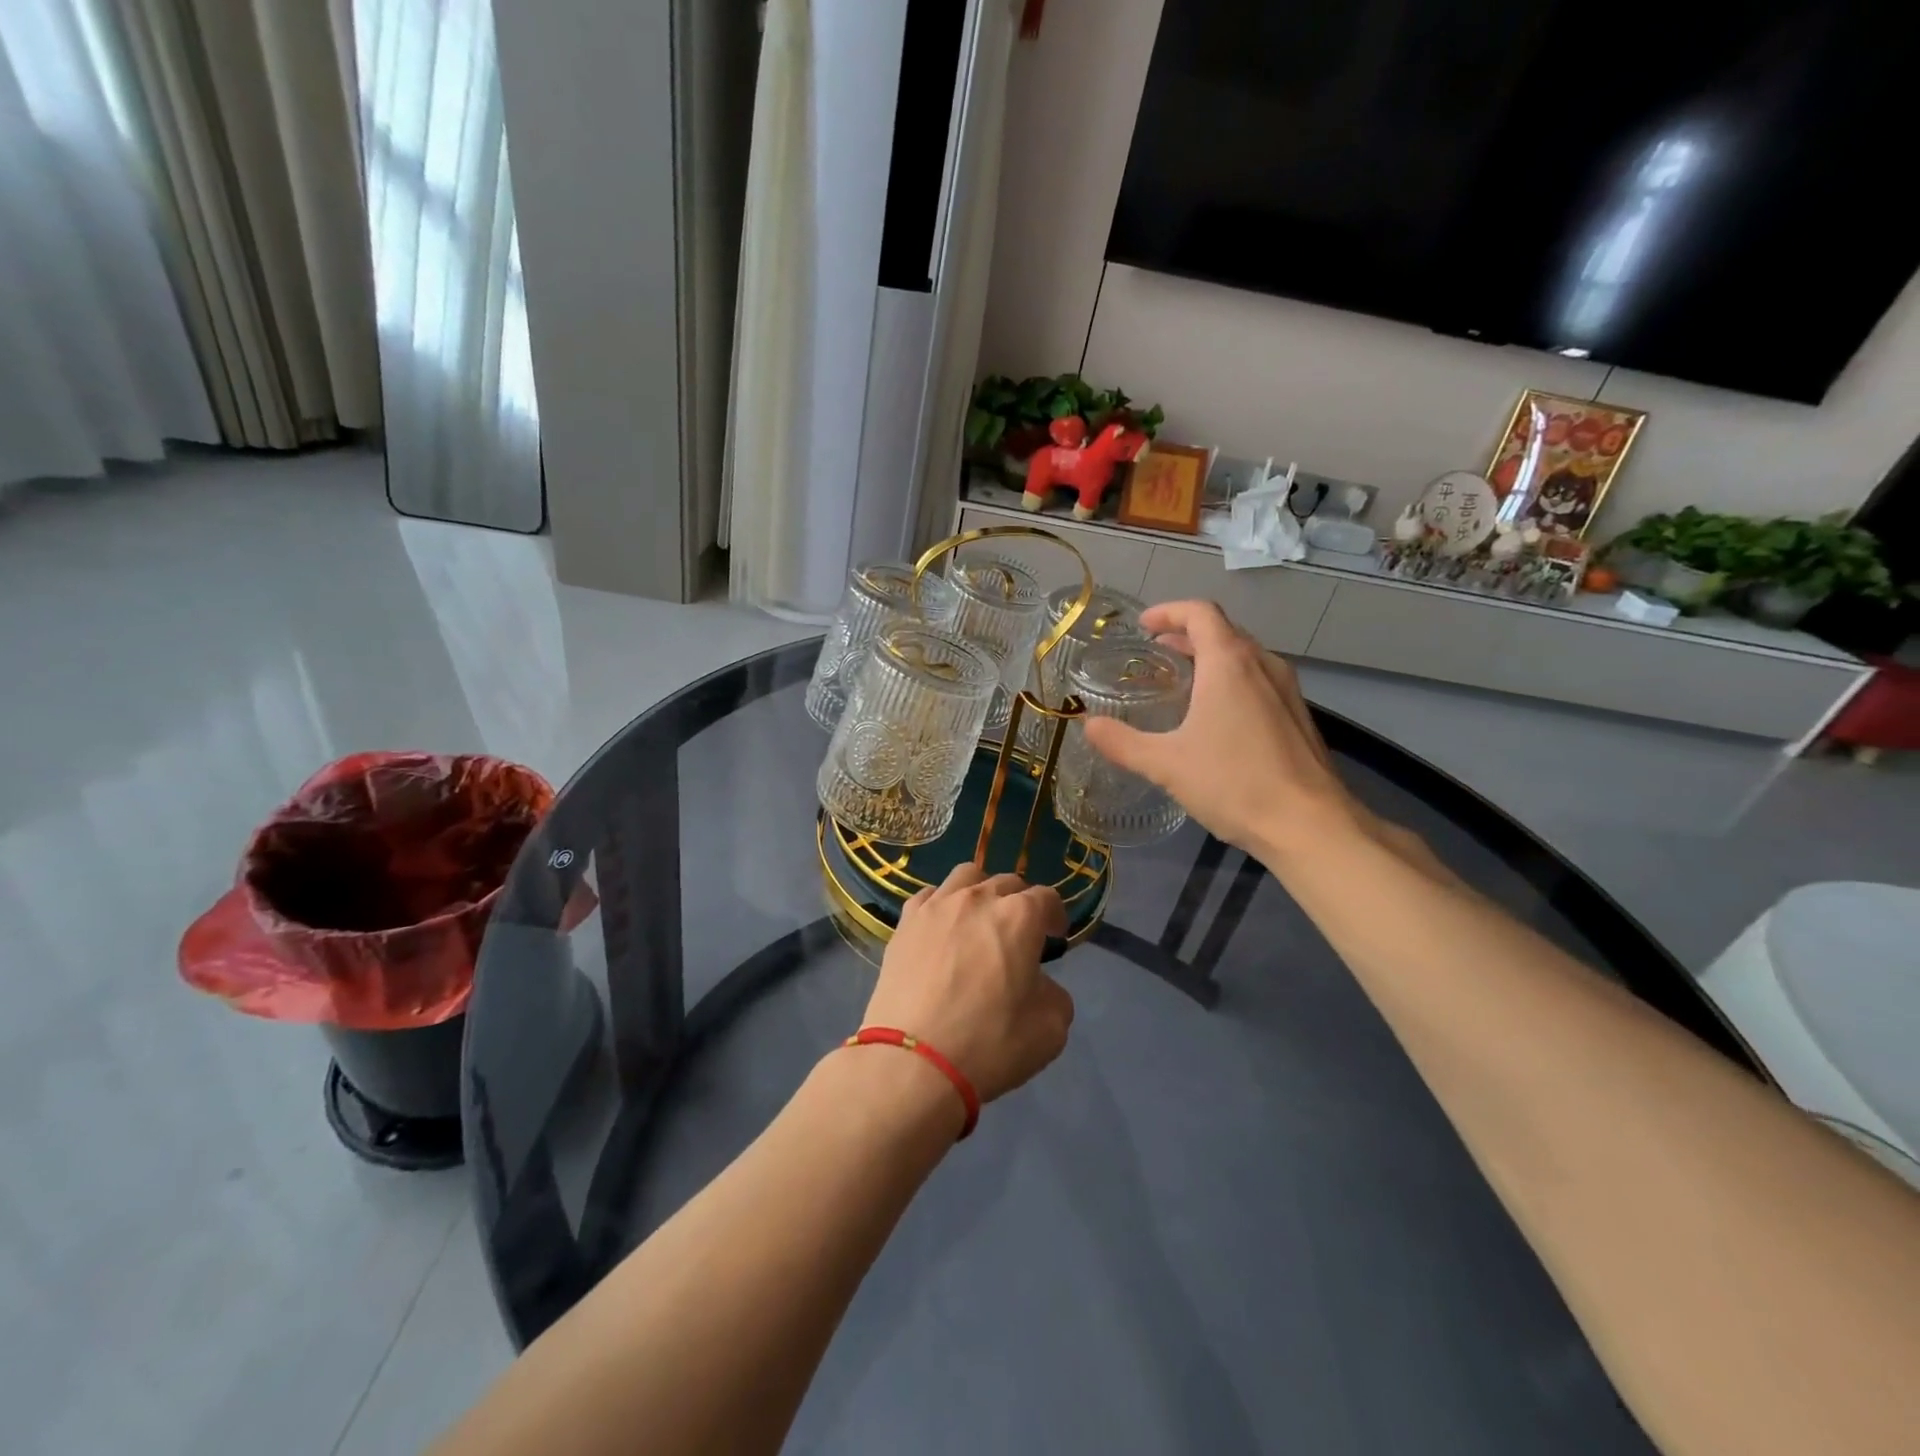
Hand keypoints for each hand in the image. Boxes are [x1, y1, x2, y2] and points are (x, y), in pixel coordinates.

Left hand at [861, 864, 1072, 1104]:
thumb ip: (1054, 995)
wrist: (912, 1061)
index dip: (1054, 916)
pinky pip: (928, 896)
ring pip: (966, 877)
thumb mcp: (1050, 1030)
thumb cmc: (989, 1044)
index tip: (1054, 937)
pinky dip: (941, 905)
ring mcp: (937, 906)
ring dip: (980, 892)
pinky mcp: (905, 922)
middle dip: (1019, 903)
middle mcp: (978, 899)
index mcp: (1019, 917)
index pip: (1046, 898)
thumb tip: (1038, 984)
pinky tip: (941, 929)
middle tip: (1018, 935)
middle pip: (1007, 883)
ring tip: (978, 920)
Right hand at [1080, 600, 1364, 864]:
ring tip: (1183, 683)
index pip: (1200, 613)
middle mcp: (1262, 665)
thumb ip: (1123, 742)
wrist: (1310, 825)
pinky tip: (1217, 718)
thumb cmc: (1234, 783)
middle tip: (1156, 655)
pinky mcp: (1298, 716)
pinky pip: (1259, 681)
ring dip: (1211, 658)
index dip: (1169, 612)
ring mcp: (1287, 690)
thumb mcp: (1166, 764)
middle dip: (1187, 636)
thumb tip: (1089, 726)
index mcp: (1229, 663)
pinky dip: (1232, 681)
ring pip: (1244, 656)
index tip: (1143, 627)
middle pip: (1223, 631)